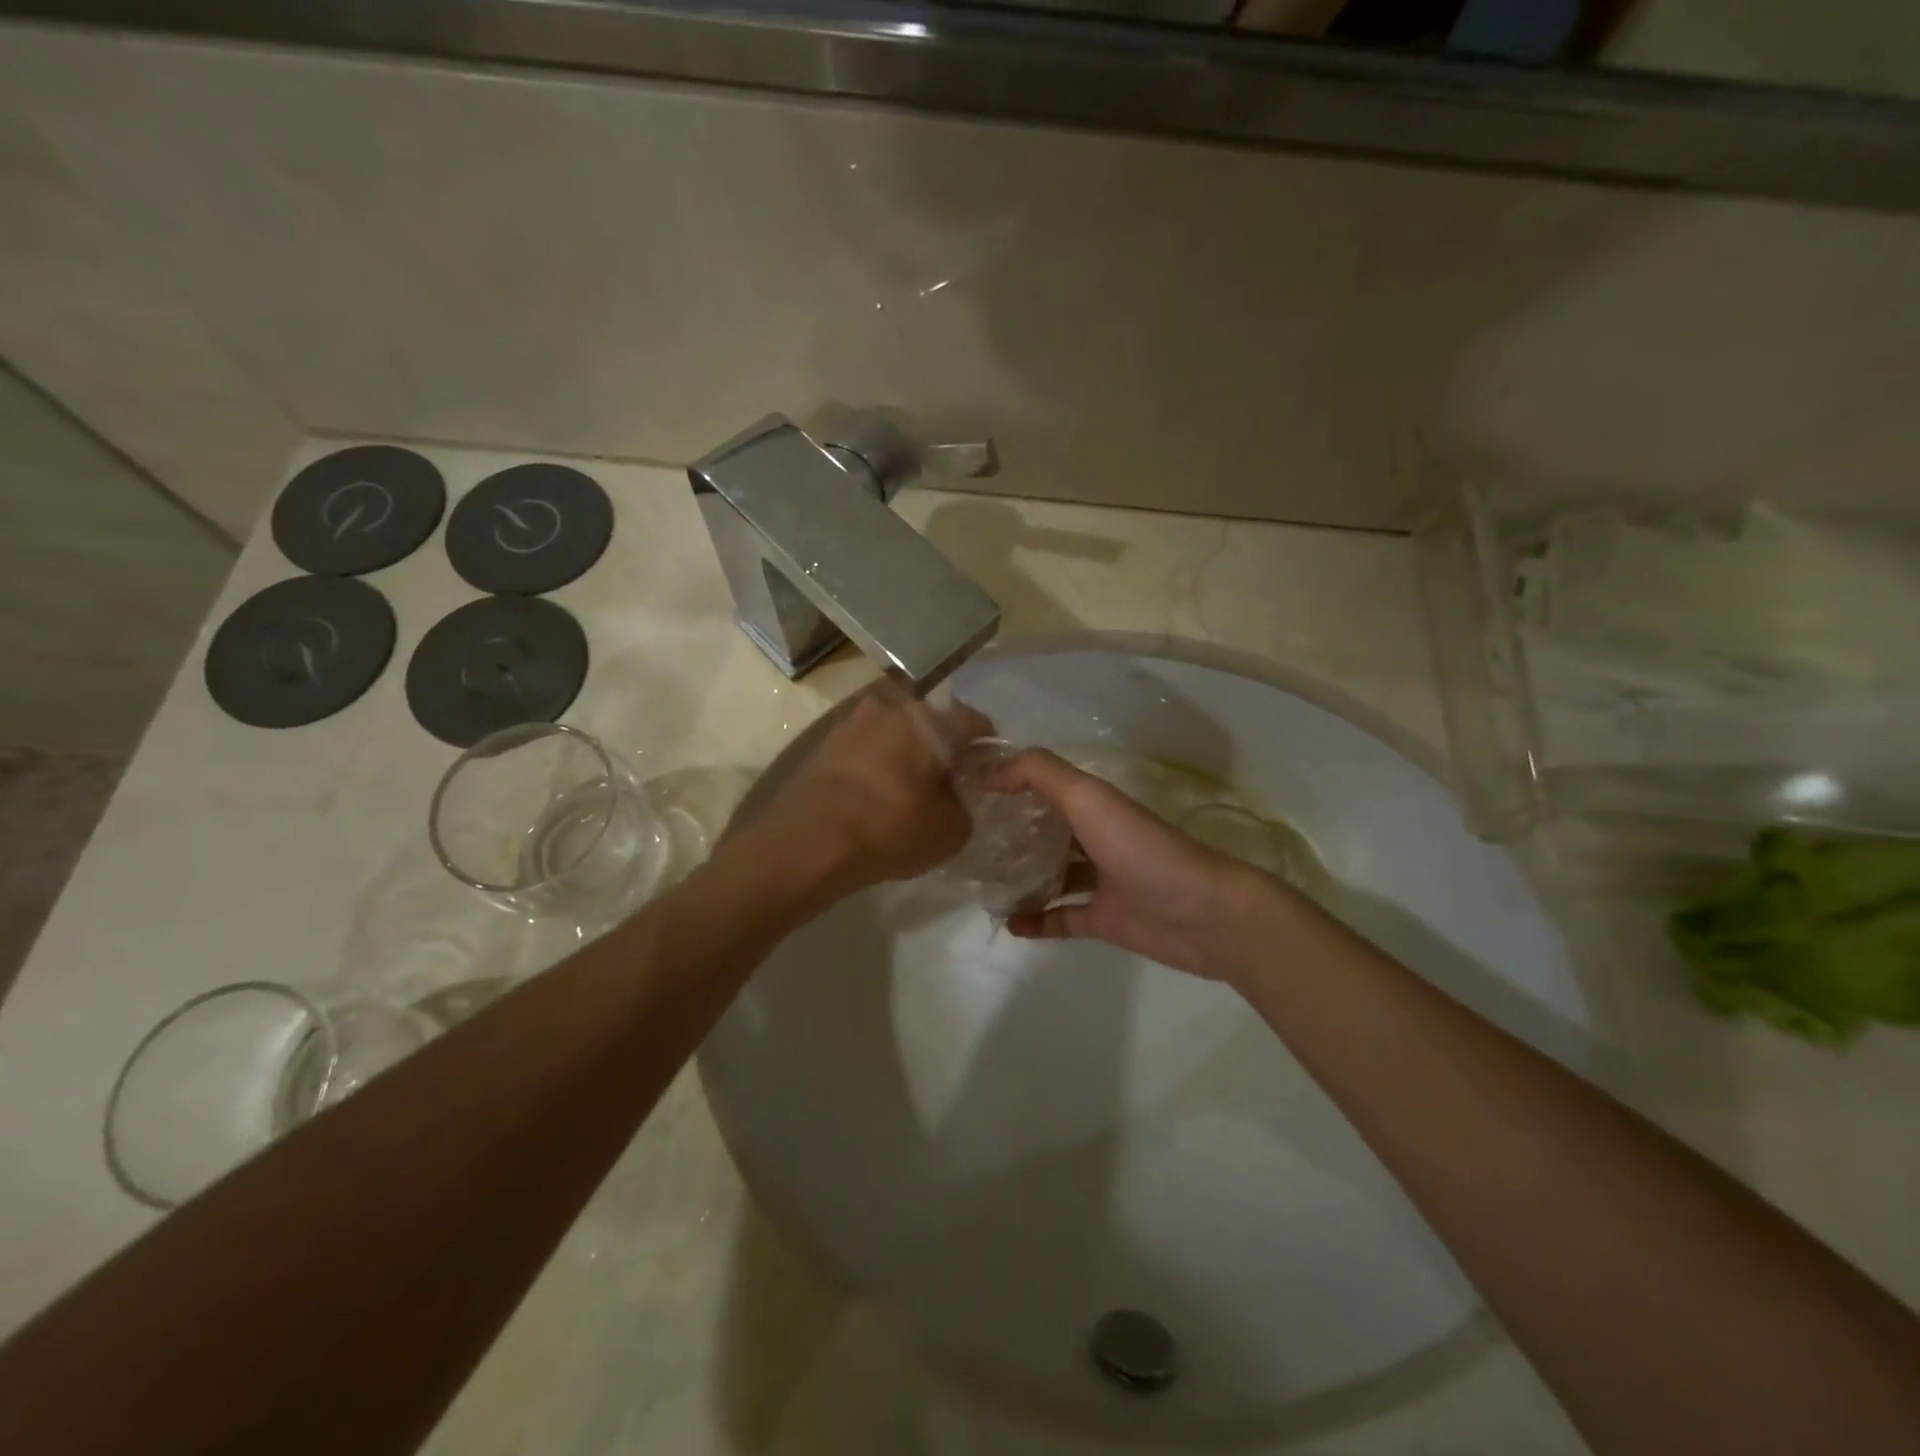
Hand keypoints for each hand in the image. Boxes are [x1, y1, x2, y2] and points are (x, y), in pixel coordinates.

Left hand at [750, 685, 991, 906]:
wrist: (808, 843)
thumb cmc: (891, 828)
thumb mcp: (952, 830)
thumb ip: (965, 805)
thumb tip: (954, 795)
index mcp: (928, 718)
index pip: (973, 721)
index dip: (986, 747)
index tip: (987, 771)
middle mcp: (890, 706)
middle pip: (930, 723)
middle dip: (942, 749)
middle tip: (948, 783)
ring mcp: (852, 721)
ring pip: (895, 734)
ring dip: (906, 755)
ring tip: (908, 792)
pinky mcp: (825, 743)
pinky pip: (866, 748)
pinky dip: (877, 765)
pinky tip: (877, 796)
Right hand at [994, 749, 1288, 982]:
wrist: (1205, 915)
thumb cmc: (1143, 849)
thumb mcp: (1089, 799)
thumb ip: (1040, 774)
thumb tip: (989, 772)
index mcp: (1095, 804)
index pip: (1045, 785)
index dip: (1010, 783)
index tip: (968, 790)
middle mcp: (1097, 837)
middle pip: (1047, 830)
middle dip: (1011, 832)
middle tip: (968, 839)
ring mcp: (1102, 881)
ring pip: (1052, 874)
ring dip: (1021, 878)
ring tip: (982, 882)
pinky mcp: (1105, 920)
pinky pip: (1062, 917)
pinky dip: (1037, 920)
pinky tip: (1009, 924)